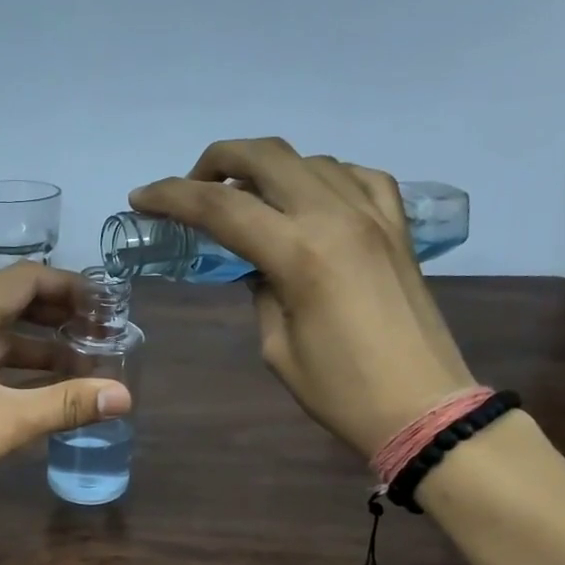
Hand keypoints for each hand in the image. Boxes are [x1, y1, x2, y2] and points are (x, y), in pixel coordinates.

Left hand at [0, 263, 131, 521]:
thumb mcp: (7, 422)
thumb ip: (67, 404)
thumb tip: (124, 396)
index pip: (26, 278)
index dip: (70, 287)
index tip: (105, 306)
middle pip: (9, 301)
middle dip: (56, 316)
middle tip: (98, 334)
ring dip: (34, 344)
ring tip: (77, 364)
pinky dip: (8, 363)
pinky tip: (34, 386)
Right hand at [130, 137, 475, 457]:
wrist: (423, 407)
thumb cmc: (341, 392)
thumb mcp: (278, 349)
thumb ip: (262, 293)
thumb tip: (259, 266)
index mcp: (300, 254)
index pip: (221, 208)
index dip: (172, 197)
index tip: (141, 198)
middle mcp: (336, 217)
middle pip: (267, 157)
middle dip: (217, 161)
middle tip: (192, 187)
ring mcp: (374, 215)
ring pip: (310, 160)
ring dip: (267, 169)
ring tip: (246, 199)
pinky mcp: (398, 227)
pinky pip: (356, 177)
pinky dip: (321, 177)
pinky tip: (309, 198)